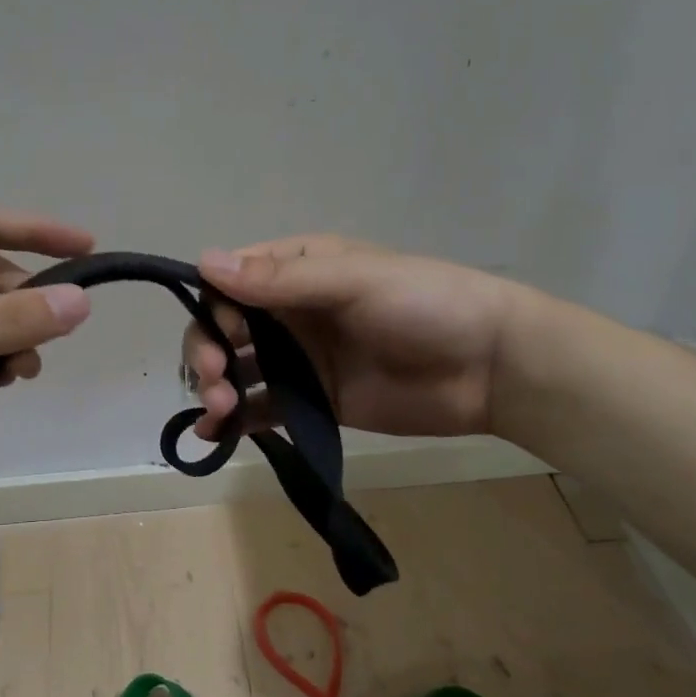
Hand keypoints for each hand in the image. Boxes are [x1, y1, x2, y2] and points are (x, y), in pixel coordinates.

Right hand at [182, 235, 524, 441]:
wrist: (490, 367)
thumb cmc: (425, 304)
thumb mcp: (353, 282)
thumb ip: (280, 281)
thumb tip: (205, 261)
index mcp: (297, 271)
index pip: (230, 283)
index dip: (213, 309)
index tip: (226, 336)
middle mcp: (290, 312)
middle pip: (224, 329)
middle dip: (208, 352)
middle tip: (214, 381)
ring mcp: (299, 360)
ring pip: (236, 369)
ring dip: (215, 387)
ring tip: (220, 411)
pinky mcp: (312, 401)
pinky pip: (261, 408)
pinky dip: (234, 421)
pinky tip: (215, 435)